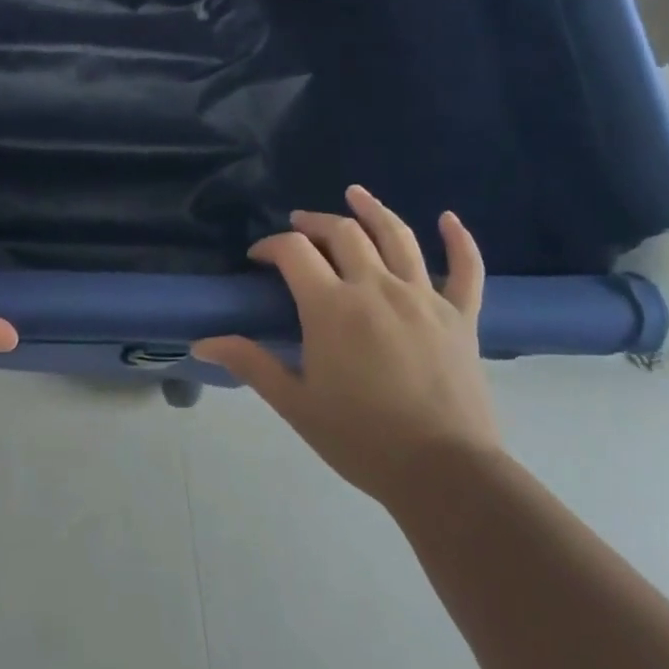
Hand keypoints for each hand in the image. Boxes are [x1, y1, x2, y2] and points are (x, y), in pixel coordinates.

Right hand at [195, 186, 499, 505]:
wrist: (445, 474)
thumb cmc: (362, 440)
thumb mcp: (296, 404)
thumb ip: (251, 364)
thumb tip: (202, 342)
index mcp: (332, 307)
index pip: (294, 252)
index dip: (271, 246)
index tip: (259, 257)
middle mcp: (376, 287)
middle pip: (342, 233)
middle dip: (315, 223)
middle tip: (300, 226)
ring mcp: (423, 297)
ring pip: (397, 236)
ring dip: (373, 209)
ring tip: (355, 194)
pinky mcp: (461, 315)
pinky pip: (466, 268)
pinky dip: (459, 240)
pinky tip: (448, 218)